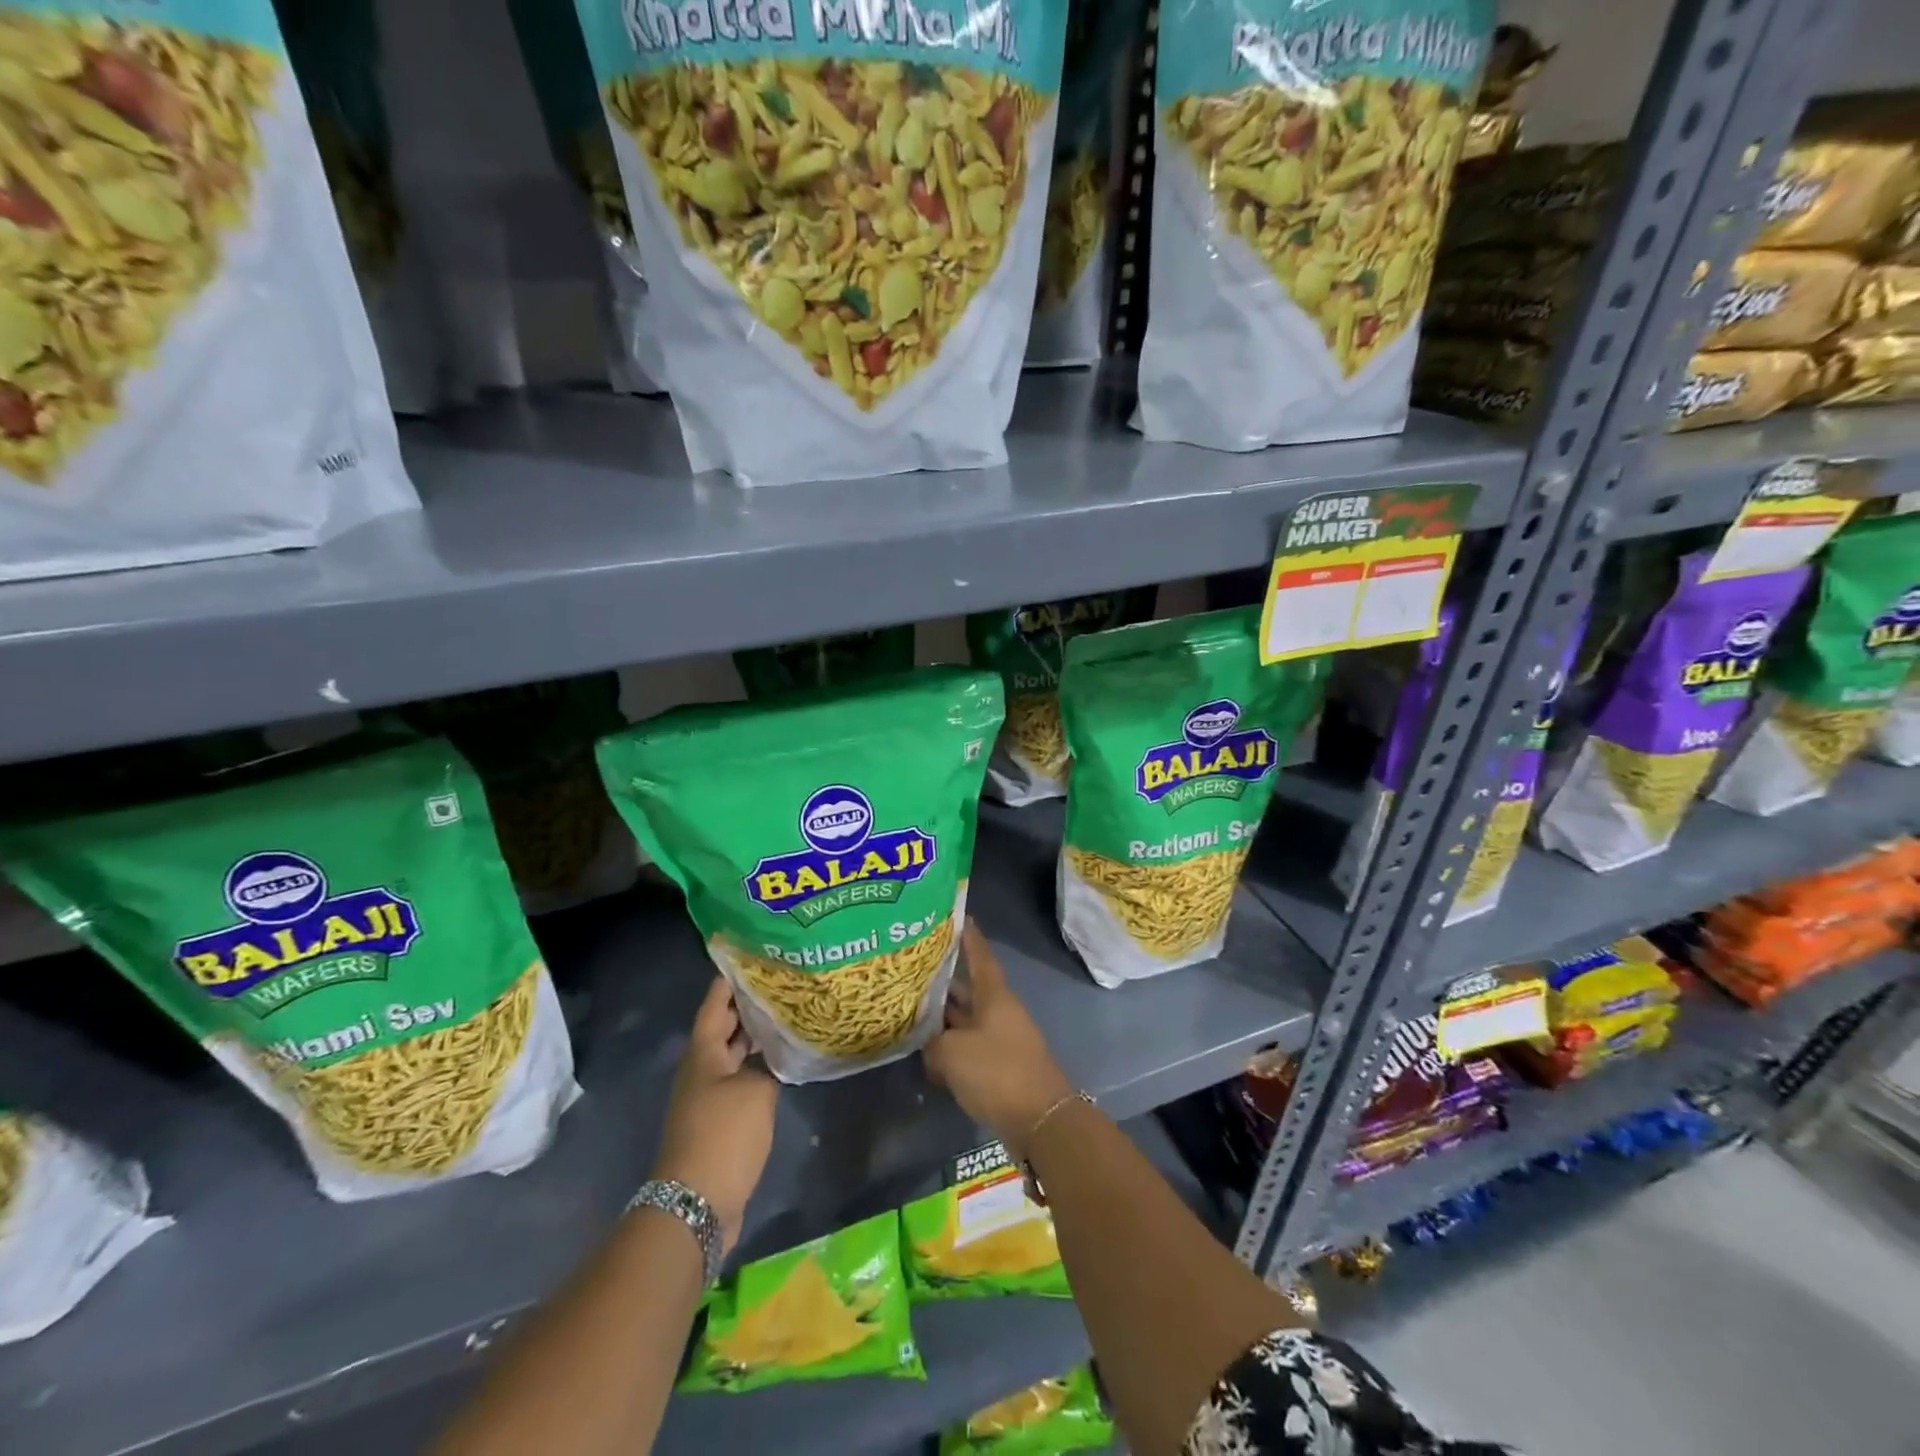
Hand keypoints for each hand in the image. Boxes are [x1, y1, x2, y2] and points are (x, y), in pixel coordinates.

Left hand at [653, 978, 778, 1254]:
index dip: (729, 980)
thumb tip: (773, 1057)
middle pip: (724, 1028)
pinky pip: (739, 1082)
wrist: (697, 1203)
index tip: (748, 957)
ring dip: (755, 1039)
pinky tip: (783, 1064)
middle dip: (748, 1006)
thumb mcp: (756, 1091)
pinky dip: (758, 1068)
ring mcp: (708, 1097)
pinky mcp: (718, 1122)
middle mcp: (701, 1070)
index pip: (715, 1005)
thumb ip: (769, 1066)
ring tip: (787, 1016)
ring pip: (733, 1055)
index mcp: (703, 1054)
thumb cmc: (724, 1135)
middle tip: (780, 983)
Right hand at [923, 920, 1074, 1158]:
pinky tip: (927, 1054)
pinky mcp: (1000, 1067)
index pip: (980, 956)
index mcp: (994, 996)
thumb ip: (933, 1043)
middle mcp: (999, 1011)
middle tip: (913, 970)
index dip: (968, 937)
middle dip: (943, 980)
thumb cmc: (997, 1073)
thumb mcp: (953, 1053)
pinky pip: (970, 1047)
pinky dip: (951, 1047)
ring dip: (943, 1017)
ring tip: (911, 1010)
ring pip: (966, 1019)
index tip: (956, 917)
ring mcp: (1002, 1039)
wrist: (1039, 1121)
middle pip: (968, 989)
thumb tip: (930, 1044)